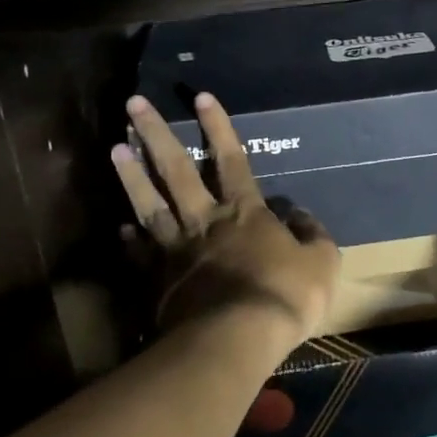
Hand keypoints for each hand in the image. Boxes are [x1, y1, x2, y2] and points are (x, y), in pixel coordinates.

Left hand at [110, 92, 339, 358]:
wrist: (234, 340)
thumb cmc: (283, 296)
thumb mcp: (321, 262)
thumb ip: (312, 234)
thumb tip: (299, 216)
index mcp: (244, 212)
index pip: (230, 159)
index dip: (217, 127)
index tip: (200, 96)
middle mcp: (204, 220)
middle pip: (176, 169)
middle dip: (156, 133)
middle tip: (134, 104)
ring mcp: (176, 249)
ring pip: (149, 203)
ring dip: (131, 174)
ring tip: (115, 146)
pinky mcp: (158, 279)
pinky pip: (141, 252)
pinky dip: (130, 238)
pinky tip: (121, 226)